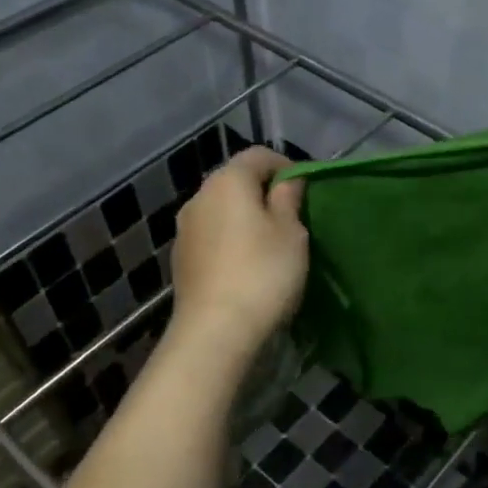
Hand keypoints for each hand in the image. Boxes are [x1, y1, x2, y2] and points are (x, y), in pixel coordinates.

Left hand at [167, 147, 307, 362]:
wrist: (215, 332)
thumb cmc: (262, 274)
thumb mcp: (291, 233)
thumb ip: (289, 199)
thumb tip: (288, 180)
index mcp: (227, 181)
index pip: (258, 155)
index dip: (286, 166)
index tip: (306, 192)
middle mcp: (199, 197)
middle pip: (236, 182)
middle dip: (263, 193)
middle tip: (292, 219)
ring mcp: (185, 230)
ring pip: (222, 211)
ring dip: (245, 220)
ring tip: (271, 246)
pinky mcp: (181, 260)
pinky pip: (212, 238)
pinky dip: (230, 242)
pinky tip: (247, 267)